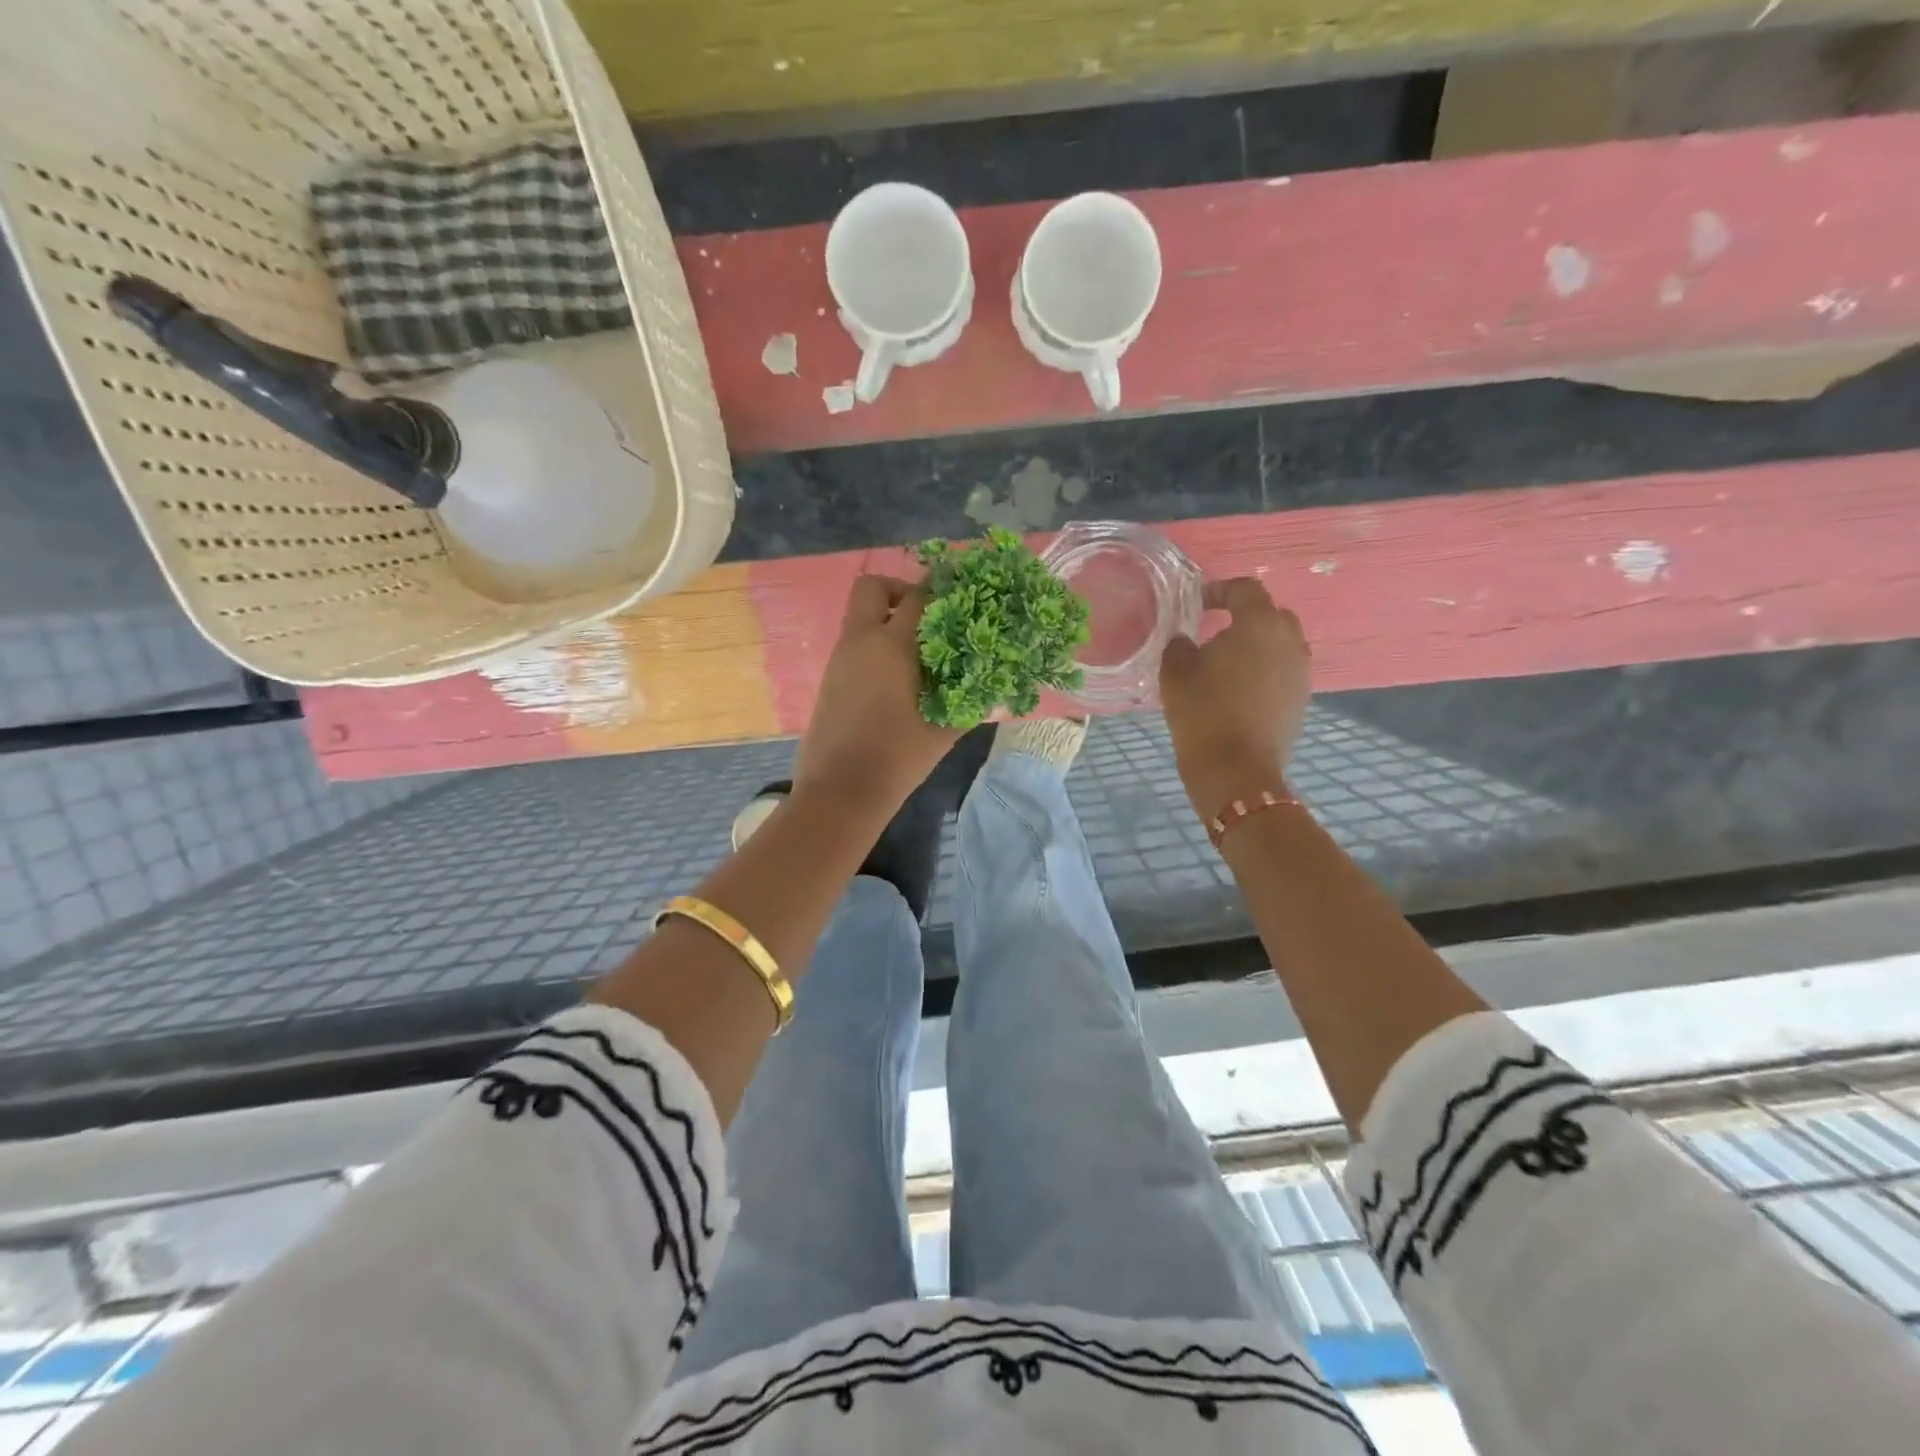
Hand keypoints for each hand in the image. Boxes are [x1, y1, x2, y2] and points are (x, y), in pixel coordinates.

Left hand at [794, 575, 958, 815]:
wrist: (840, 790)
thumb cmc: (896, 757)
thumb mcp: (943, 731)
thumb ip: (971, 704)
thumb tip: (996, 690)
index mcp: (891, 645)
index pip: (918, 597)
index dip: (941, 591)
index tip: (961, 597)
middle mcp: (860, 641)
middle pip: (872, 588)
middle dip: (899, 592)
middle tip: (925, 619)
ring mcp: (840, 659)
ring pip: (860, 617)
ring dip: (886, 621)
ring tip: (918, 654)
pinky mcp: (830, 679)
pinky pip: (854, 644)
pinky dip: (874, 646)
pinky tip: (897, 679)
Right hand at [1159, 577, 1311, 817]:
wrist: (1236, 770)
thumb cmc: (1203, 713)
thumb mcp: (1175, 672)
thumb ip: (1180, 644)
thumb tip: (1187, 640)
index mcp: (1260, 624)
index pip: (1245, 589)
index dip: (1219, 590)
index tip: (1196, 604)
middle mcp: (1290, 640)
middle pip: (1269, 614)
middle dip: (1242, 617)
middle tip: (1213, 631)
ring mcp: (1301, 671)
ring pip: (1279, 644)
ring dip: (1254, 646)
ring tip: (1224, 663)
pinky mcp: (1301, 699)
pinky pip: (1282, 671)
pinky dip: (1262, 670)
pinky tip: (1237, 689)